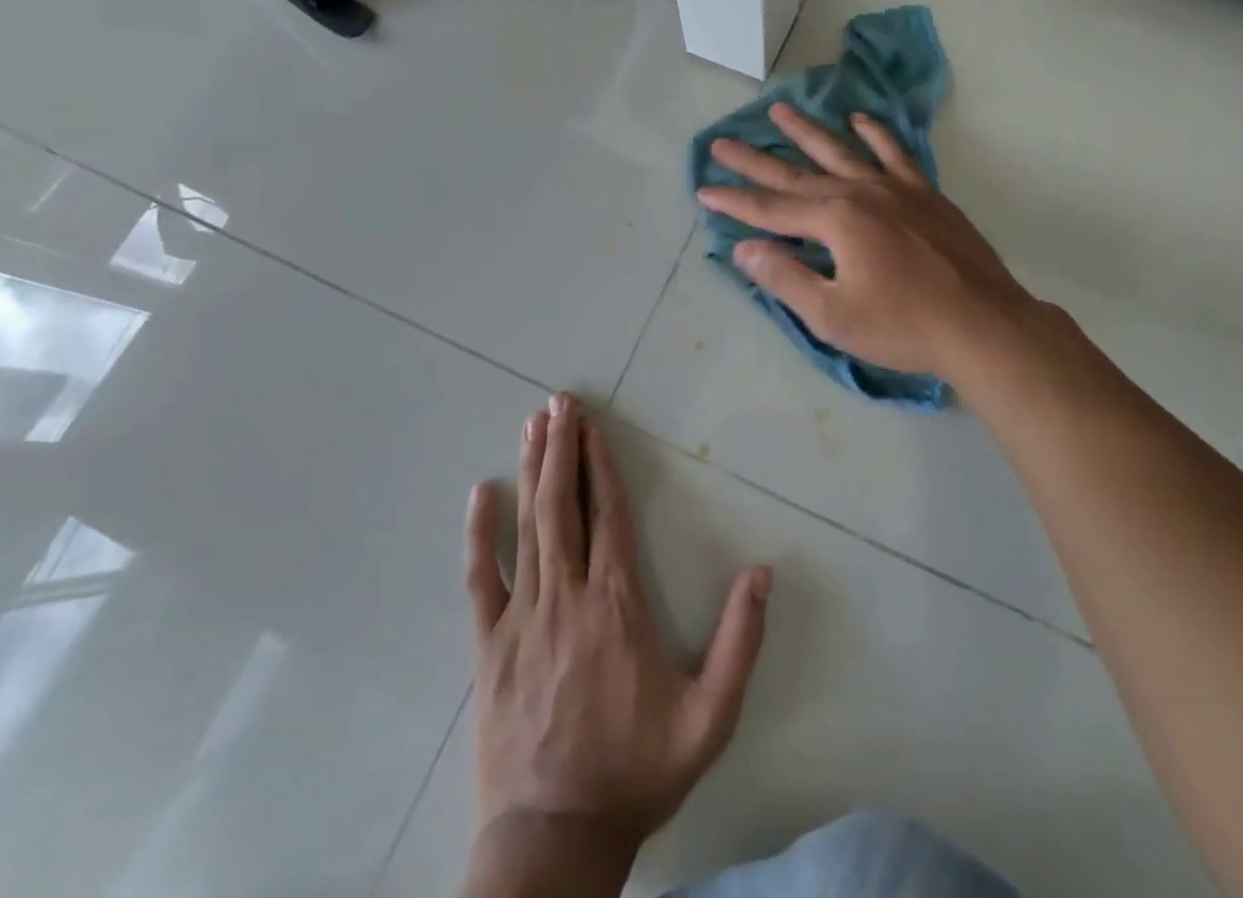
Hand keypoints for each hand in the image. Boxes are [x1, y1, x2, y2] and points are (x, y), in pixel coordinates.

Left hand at [464, 394, 771, 860]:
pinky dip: (479, 533)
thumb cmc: (636, 771)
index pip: (609, 514)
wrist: (554, 839)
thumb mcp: (709, 718)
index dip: (601, 464)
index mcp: (617, 604)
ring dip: (532, 471)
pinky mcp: (490, 645)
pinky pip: (481, 578)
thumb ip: (741, 643)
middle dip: (563, 448)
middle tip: (560, 402)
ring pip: (527, 526)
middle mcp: (568, 595)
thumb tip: (763, 573)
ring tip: (535, 425)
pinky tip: (480, 493)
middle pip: (563, 505)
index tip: (594, 424)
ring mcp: (523, 617)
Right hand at [696, 103, 1034, 381]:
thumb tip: (743, 248)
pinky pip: (896, 154)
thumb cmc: (904, 327)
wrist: (984, 325)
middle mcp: (861, 193)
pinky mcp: (926, 195)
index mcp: (837, 221)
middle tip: (722, 142)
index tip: (703, 189)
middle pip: (797, 174)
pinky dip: (876, 135)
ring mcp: (896, 189)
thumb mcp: (834, 315)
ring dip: (807, 132)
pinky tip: (861, 119)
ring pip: (842, 152)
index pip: (771, 209)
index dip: (734, 201)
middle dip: (755, 161)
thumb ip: (786, 277)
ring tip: (779, 109)